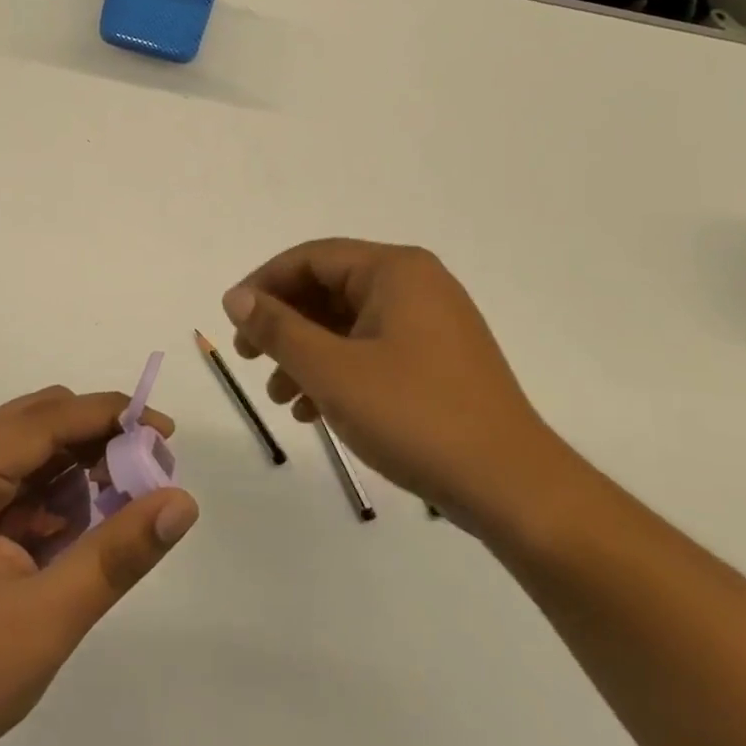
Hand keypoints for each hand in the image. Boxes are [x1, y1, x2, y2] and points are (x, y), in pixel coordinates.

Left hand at [0, 386, 197, 745]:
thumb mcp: (47, 617)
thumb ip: (117, 553)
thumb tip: (183, 502)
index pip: (45, 420)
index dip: (110, 417)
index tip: (167, 432)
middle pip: (40, 423)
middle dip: (99, 440)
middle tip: (150, 473)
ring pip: (35, 449)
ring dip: (81, 467)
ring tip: (121, 508)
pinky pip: (23, 481)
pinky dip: (59, 495)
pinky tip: (80, 531)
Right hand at [223, 239, 566, 532]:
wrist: (513, 488)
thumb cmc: (415, 417)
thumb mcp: (332, 371)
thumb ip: (278, 329)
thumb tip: (236, 297)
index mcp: (395, 270)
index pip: (312, 257)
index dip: (264, 284)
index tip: (232, 321)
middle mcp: (416, 284)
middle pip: (329, 288)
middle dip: (284, 324)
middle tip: (250, 359)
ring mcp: (431, 323)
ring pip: (348, 323)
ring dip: (306, 353)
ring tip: (279, 396)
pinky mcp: (438, 360)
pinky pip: (373, 348)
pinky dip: (338, 371)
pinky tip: (314, 410)